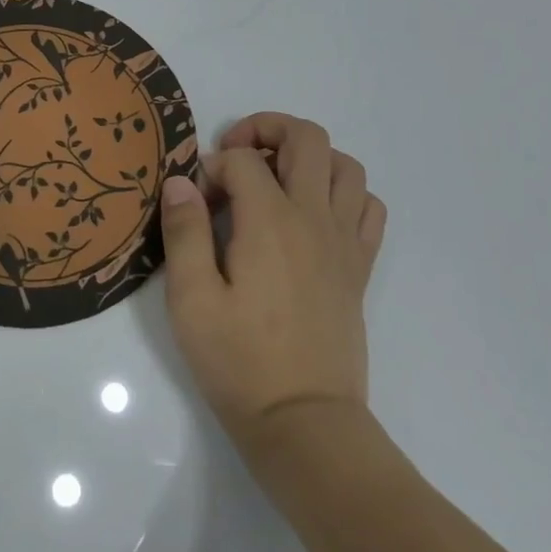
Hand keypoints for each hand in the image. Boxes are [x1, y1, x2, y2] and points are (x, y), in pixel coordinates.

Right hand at [160, 113, 386, 447]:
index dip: (212, 168)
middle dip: (266, 130)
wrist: (304, 422)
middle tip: (235, 157)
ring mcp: (344, 242)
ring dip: (308, 157)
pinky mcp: (359, 267)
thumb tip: (182, 180)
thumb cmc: (239, 362)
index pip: (243, 160)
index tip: (196, 201)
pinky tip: (313, 215)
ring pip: (345, 165)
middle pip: (306, 138)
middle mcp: (314, 219)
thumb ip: (184, 232)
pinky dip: (343, 193)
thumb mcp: (191, 299)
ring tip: (275, 181)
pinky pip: (369, 207)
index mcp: (270, 222)